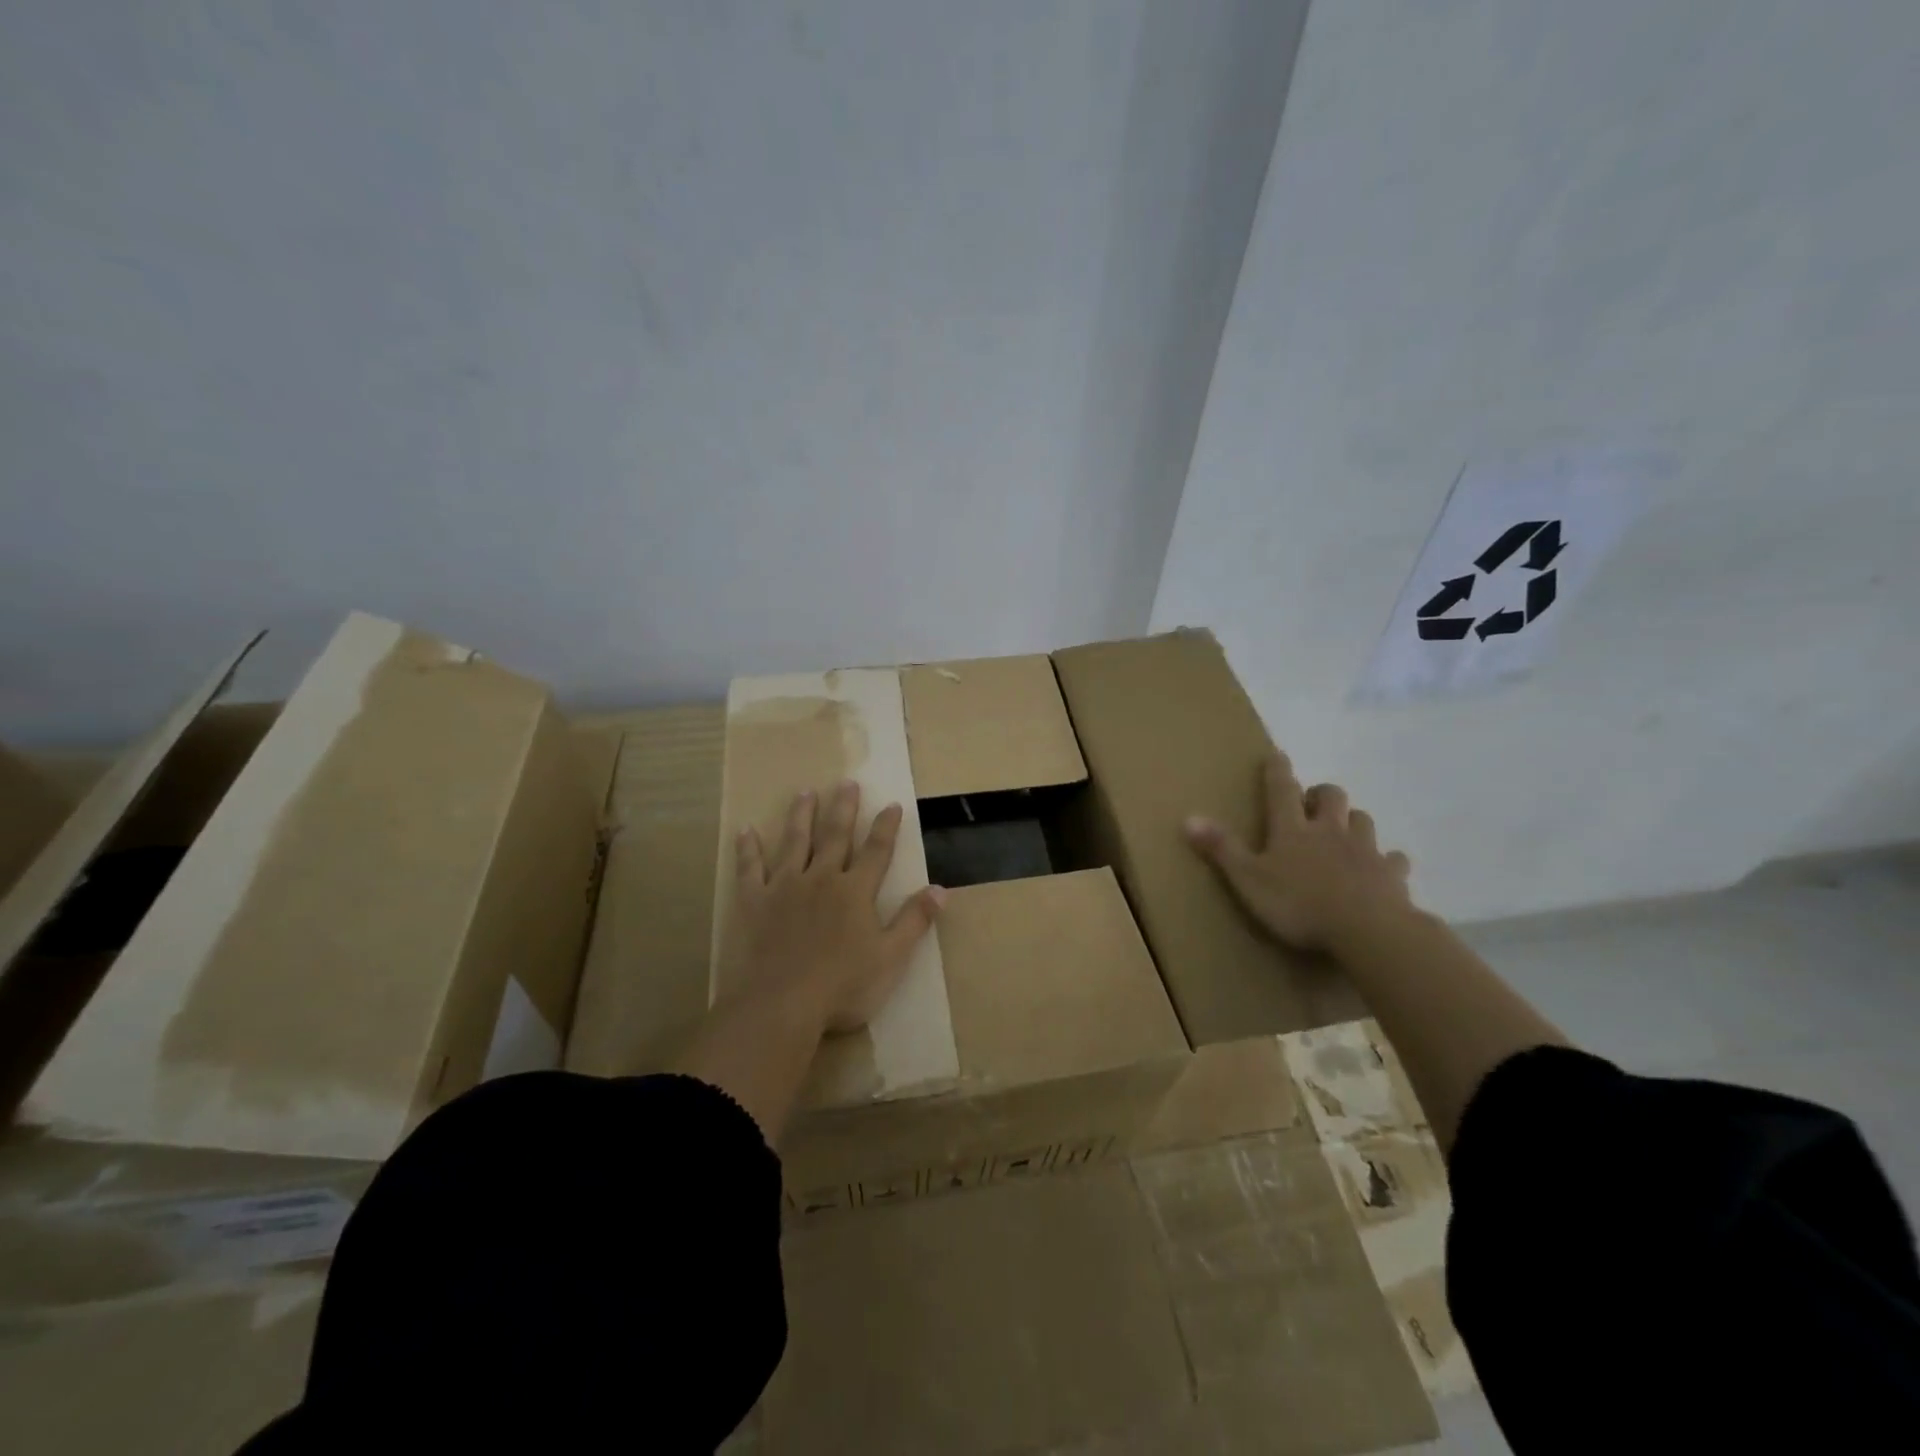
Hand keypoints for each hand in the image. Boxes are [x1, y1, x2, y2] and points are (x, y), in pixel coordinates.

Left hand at [733, 780, 944, 1032]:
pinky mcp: (754, 901)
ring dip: (801, 816)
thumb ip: (914, 921)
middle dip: (843, 808)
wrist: (780, 1004)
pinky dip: (748, 849)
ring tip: (804, 792)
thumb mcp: (890, 958)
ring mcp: (784, 887)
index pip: (877, 851)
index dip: (886, 827)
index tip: (891, 804)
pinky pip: (750, 868)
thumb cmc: (842, 986)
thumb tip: (941, 889)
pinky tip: (745, 830)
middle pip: (835, 836)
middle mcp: (821, 878)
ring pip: (794, 842)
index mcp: (855, 891)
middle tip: (846, 782)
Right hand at [1184, 751, 1412, 953]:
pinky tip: (1383, 869)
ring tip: (1344, 832)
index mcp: (1293, 830)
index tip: (1277, 754)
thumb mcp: (1248, 880)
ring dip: (1352, 821)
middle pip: (1332, 796)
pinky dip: (1387, 860)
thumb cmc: (1299, 904)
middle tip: (1312, 804)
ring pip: (1363, 820)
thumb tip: (1189, 817)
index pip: (1282, 789)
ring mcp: (1365, 850)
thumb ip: (1222, 849)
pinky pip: (1393, 859)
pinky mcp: (1392, 874)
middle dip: (1321, 794)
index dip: (1277, 770)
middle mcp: (1330, 831)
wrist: (1367, 930)